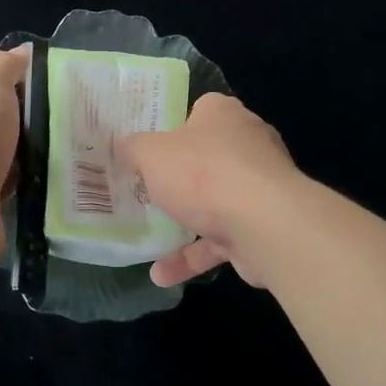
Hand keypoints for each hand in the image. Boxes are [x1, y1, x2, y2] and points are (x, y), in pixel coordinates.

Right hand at [115, 93, 300, 288]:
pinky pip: (220, 240)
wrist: (264, 224)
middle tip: (145, 187)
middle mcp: (247, 145)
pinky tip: (161, 275)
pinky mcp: (261, 226)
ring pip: (214, 201)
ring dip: (183, 222)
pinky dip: (192, 257)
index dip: (173, 125)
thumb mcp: (151, 153)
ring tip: (148, 237)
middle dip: (179, 175)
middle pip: (206, 157)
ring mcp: (258, 187)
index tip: (148, 144)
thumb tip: (121, 145)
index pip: (199, 110)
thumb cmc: (203, 173)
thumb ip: (133, 148)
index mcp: (223, 115)